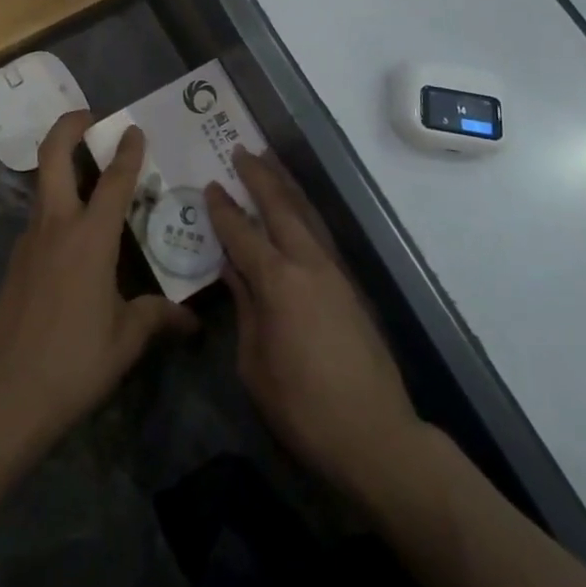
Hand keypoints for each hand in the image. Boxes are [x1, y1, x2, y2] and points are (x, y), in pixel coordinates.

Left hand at [0, 112, 197, 453]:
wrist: (6, 391)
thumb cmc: (74, 360)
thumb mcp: (124, 340)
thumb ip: (156, 318)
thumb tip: (190, 320)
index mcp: (90, 238)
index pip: (113, 181)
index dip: (127, 151)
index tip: (134, 128)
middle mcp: (56, 225)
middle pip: (53, 157)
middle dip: (68, 127)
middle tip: (88, 117)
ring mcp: (30, 240)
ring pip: (43, 185)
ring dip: (61, 165)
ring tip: (88, 173)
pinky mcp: (15, 260)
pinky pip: (39, 219)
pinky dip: (56, 207)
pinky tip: (74, 235)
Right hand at [205, 150, 419, 501]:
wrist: (375, 436)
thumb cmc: (302, 407)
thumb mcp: (254, 364)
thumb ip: (244, 309)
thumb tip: (234, 271)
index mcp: (278, 282)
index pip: (242, 233)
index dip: (223, 209)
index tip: (210, 185)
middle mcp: (308, 264)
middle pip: (281, 208)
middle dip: (259, 177)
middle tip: (242, 151)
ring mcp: (334, 272)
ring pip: (306, 214)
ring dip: (286, 185)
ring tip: (270, 161)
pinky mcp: (350, 286)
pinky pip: (320, 235)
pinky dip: (304, 212)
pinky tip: (297, 209)